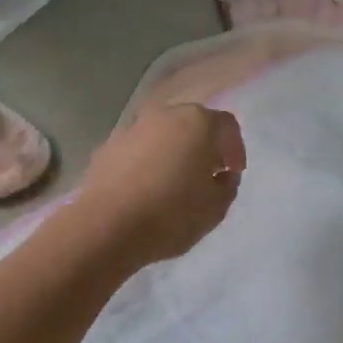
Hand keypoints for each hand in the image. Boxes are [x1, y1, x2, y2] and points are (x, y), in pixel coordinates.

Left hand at [78, 104, 246, 269]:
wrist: (107, 226)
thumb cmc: (171, 215)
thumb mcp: (216, 208)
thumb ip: (227, 185)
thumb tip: (221, 175)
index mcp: (197, 122)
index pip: (227, 126)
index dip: (235, 149)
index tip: (233, 172)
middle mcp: (164, 115)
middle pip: (192, 124)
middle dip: (203, 146)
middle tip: (206, 174)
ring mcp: (131, 128)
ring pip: (162, 135)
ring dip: (172, 153)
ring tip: (173, 183)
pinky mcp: (107, 147)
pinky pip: (137, 150)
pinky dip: (146, 162)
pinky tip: (145, 189)